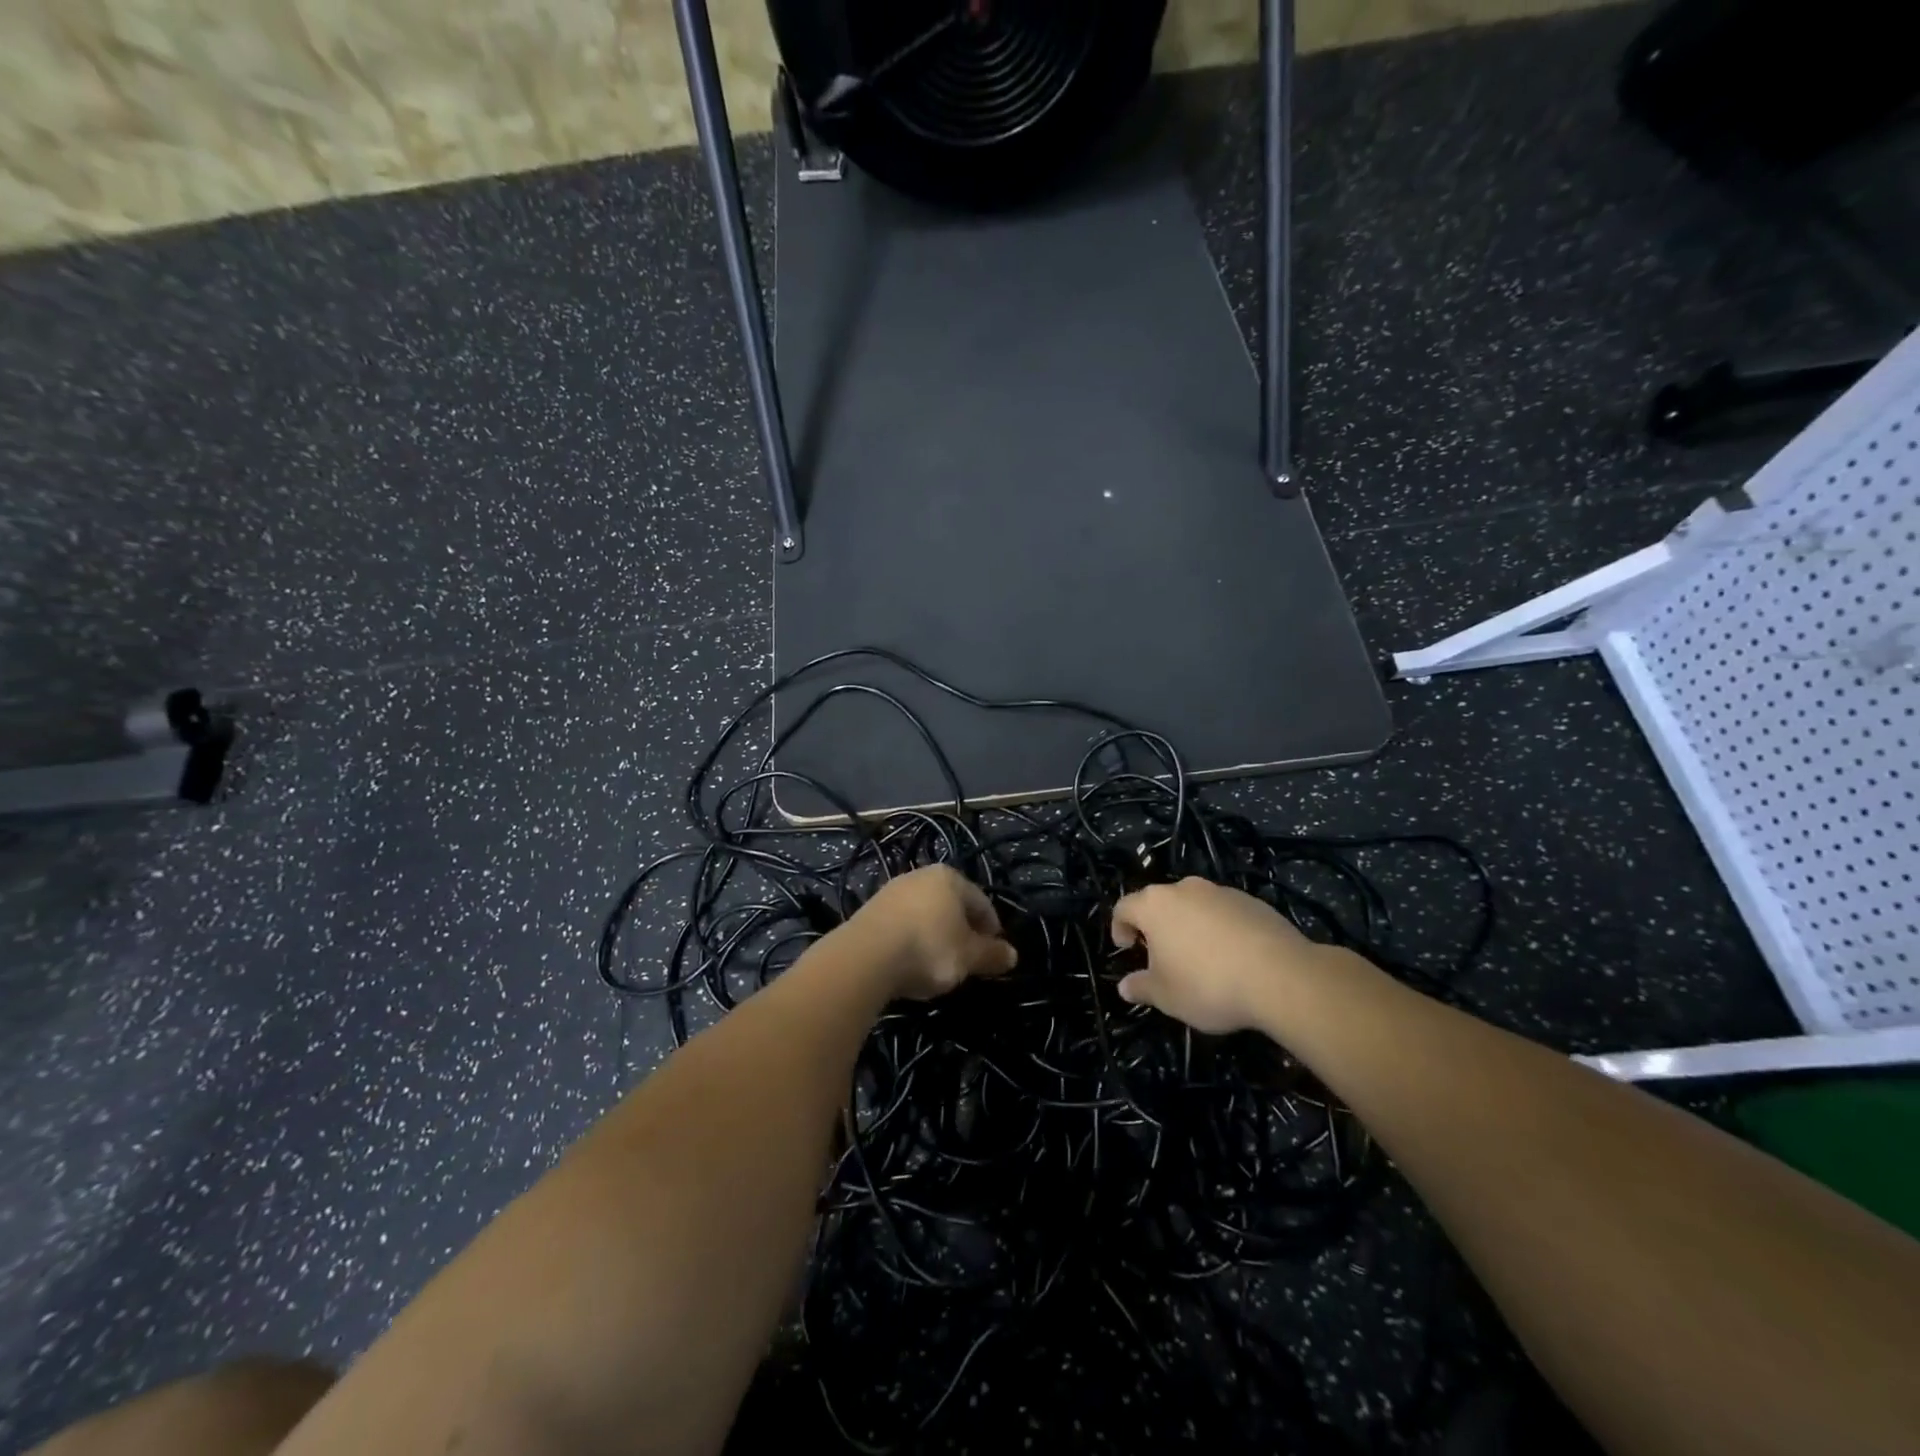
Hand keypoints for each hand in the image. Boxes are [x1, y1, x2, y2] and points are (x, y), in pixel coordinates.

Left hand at [842, 864, 1017, 999]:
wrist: (865, 956)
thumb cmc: (929, 949)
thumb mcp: (968, 957)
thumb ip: (991, 955)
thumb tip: (1012, 955)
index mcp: (950, 878)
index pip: (981, 902)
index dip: (992, 928)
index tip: (994, 953)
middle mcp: (920, 876)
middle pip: (951, 904)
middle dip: (962, 929)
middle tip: (968, 958)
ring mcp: (892, 890)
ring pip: (925, 913)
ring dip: (936, 934)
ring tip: (939, 962)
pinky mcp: (871, 910)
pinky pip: (902, 923)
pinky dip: (912, 939)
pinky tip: (911, 961)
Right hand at [1111, 878, 1330, 1033]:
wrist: (1280, 976)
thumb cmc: (1208, 983)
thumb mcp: (1166, 996)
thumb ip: (1141, 988)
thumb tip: (1124, 987)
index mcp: (1155, 905)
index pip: (1124, 907)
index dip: (1119, 927)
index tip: (1127, 950)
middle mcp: (1185, 889)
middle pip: (1160, 903)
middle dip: (1156, 927)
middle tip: (1162, 957)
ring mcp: (1221, 892)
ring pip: (1194, 906)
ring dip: (1189, 926)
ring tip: (1201, 959)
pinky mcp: (1252, 901)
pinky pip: (1224, 913)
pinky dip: (1219, 929)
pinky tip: (1233, 958)